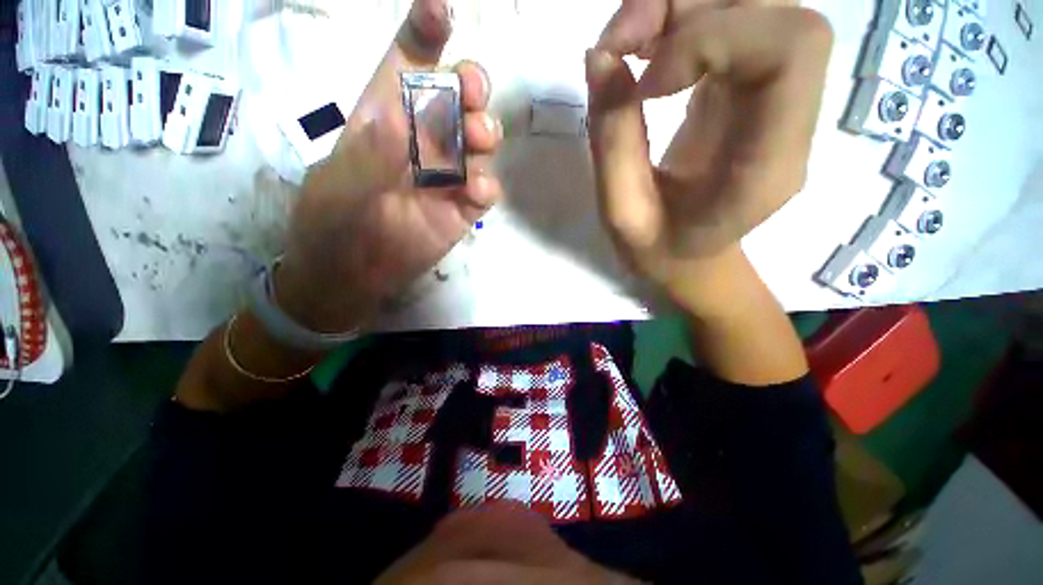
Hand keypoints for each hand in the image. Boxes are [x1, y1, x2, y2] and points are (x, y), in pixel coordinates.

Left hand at [277, 0, 503, 332]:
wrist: (352, 276)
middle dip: (470, 85)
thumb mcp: (338, 187)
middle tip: (471, 91)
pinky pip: (485, 190)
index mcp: (385, 120)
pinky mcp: (462, 210)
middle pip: (456, 99)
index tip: (440, 8)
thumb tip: (400, 120)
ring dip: (485, 132)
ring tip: (477, 141)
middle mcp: (422, 142)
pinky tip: (475, 193)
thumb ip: (369, 155)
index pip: (407, 67)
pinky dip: (487, 187)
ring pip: (479, 141)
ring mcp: (447, 177)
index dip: (425, 35)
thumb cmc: (332, 225)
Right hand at [586, 4, 831, 307]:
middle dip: (684, 4)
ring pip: (748, 2)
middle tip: (618, 43)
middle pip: (771, 5)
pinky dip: (678, 20)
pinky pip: (728, 22)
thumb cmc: (659, 251)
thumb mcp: (622, 214)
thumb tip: (599, 58)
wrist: (691, 259)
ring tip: (623, 47)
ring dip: (675, 7)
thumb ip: (612, 143)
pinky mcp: (750, 86)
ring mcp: (775, 95)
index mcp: (770, 162)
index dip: (711, 37)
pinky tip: (643, 53)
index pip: (789, 48)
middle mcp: (790, 116)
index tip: (647, 82)